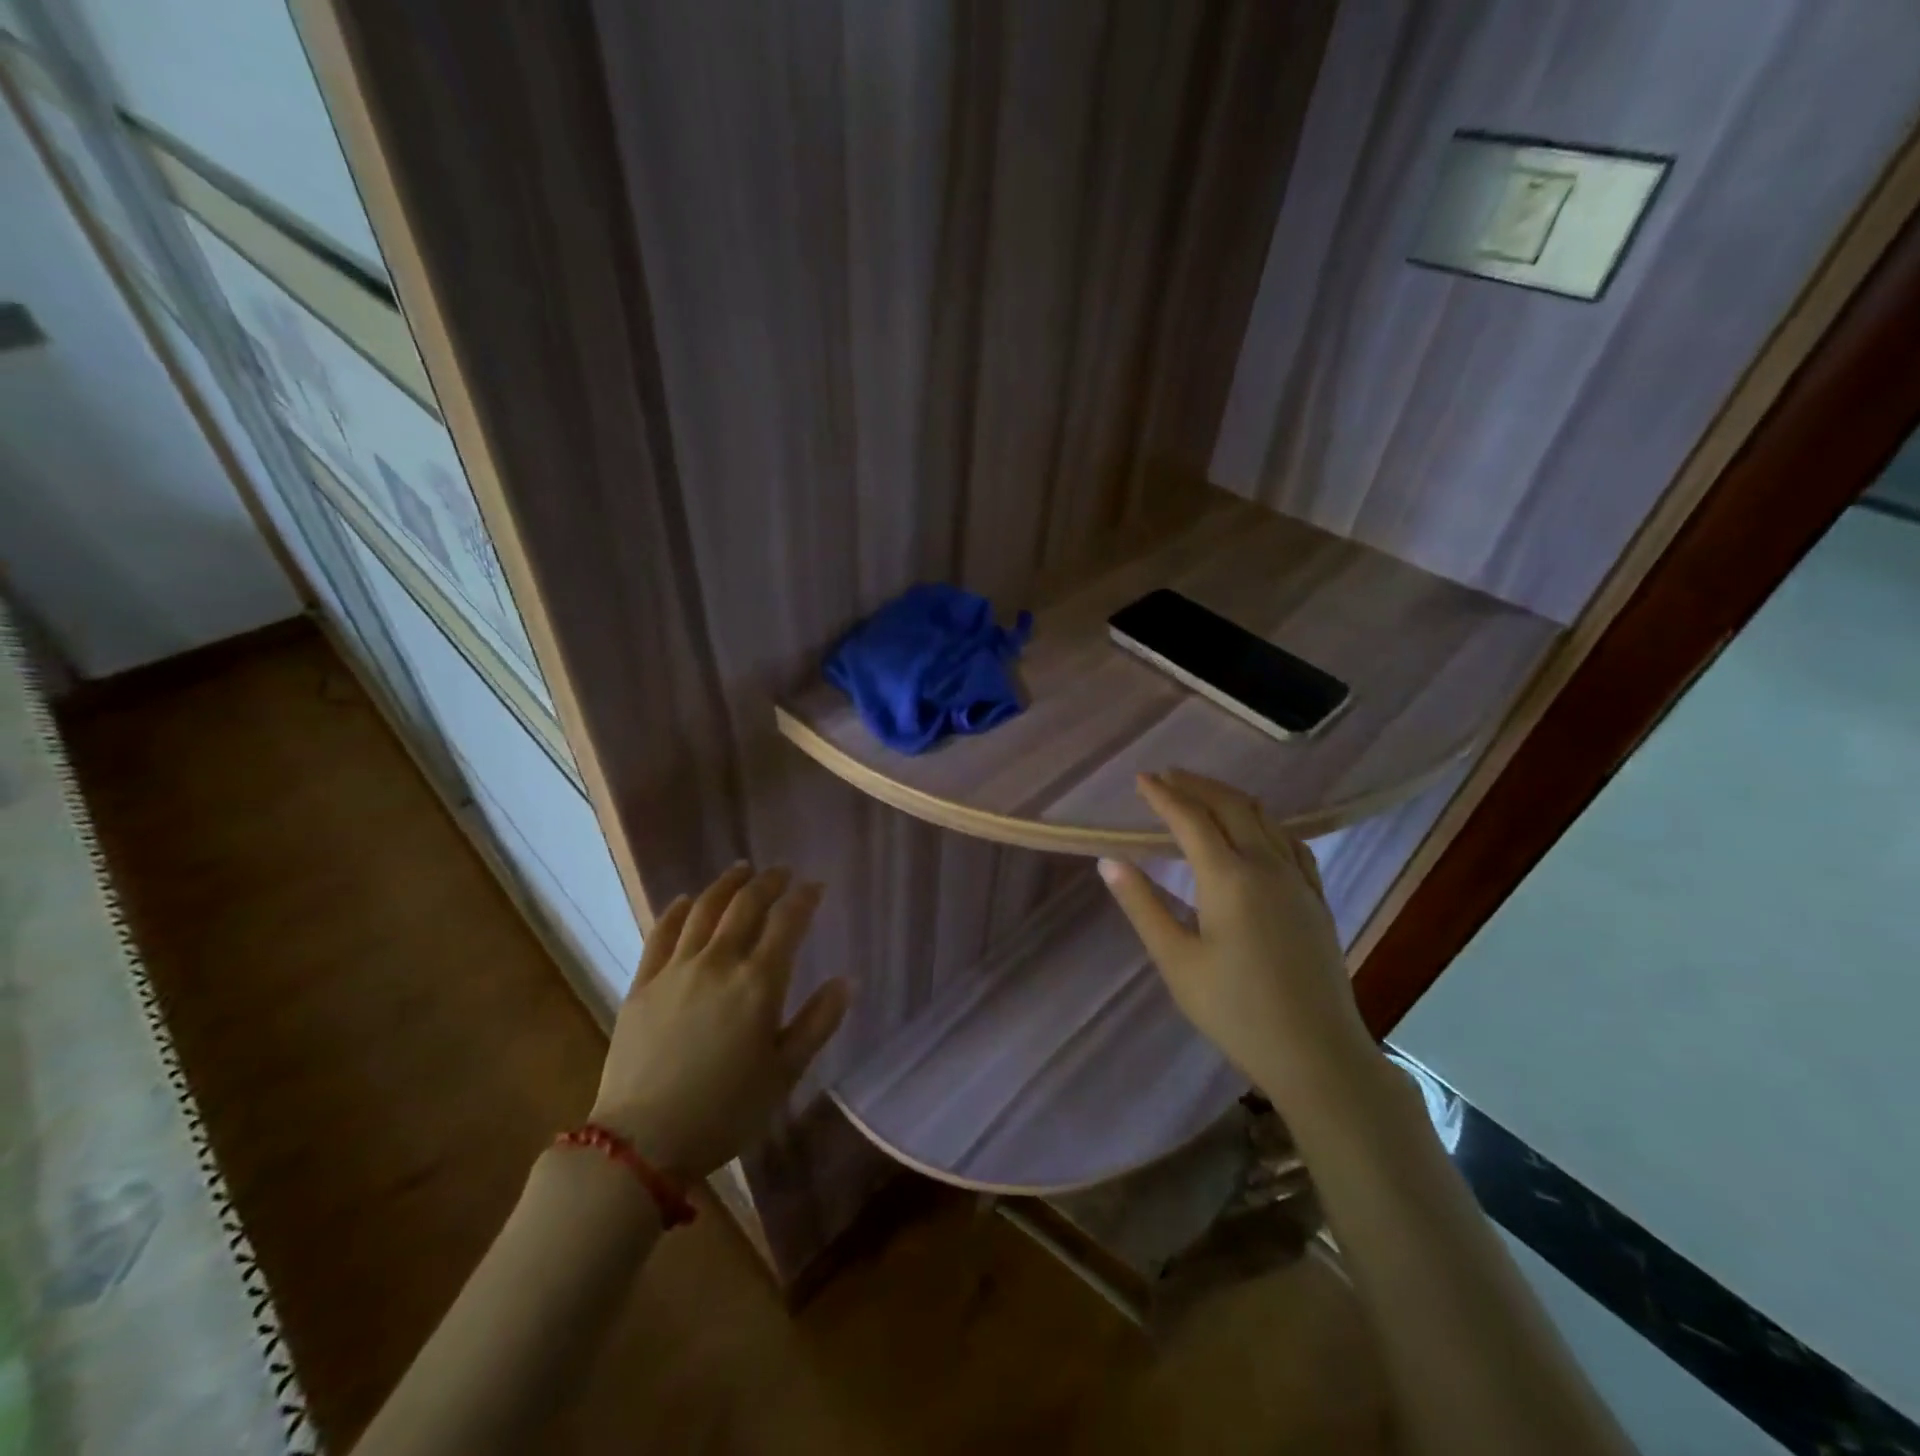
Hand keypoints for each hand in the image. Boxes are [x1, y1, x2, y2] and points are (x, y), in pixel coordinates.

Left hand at [589, 864, 849, 1178]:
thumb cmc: (726, 1111)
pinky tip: (686, 900)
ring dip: (725, 885)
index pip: (787, 923)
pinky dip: (677, 911)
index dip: (804, 899)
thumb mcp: (785, 1073)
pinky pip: (661, 934)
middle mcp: (719, 963)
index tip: (815, 886)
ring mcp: (676, 970)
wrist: (642, 1142)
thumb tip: (846, 981)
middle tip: (780, 871)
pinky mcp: (643, 984)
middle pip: (745, 906)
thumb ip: (818, 1022)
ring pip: (704, 910)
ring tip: (740, 870)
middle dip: (767, 882)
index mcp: (758, 983)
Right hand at [1098, 770, 1372, 1098]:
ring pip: (1264, 819)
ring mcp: (1298, 881)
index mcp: (1229, 878)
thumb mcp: (1176, 961)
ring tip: (1203, 793)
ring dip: (1230, 798)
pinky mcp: (1316, 899)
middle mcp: (1267, 866)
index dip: (1164, 795)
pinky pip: (1291, 842)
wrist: (1317, 1054)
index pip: (1191, 819)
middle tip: (1167, 776)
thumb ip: (1142, 906)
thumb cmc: (1236, 1011)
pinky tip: (1259, 830)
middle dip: (1197, 785)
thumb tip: (1109, 862)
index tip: (1141, 779)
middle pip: (1231, 807)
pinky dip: (1265, 823)